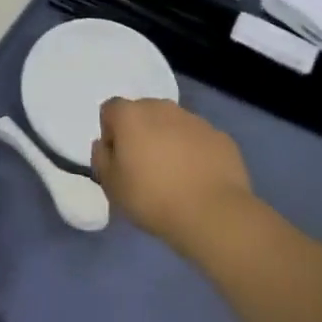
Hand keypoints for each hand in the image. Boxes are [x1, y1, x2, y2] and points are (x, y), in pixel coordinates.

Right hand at [90, 99, 255, 257]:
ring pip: (173, 124)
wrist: (213, 214)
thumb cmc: (153, 198)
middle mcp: (161, 107)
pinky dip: (195, 152)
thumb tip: (104, 145)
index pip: (110, 110)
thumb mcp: (111, 187)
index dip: (111, 134)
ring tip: (175, 176)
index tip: (118, 161)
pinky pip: (199, 139)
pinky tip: (199, 179)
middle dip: (141, 134)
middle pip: (143, 113)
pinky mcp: (220, 136)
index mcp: (130, 115)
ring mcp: (194, 119)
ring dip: (169, 141)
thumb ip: (101, 159)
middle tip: (145, 168)